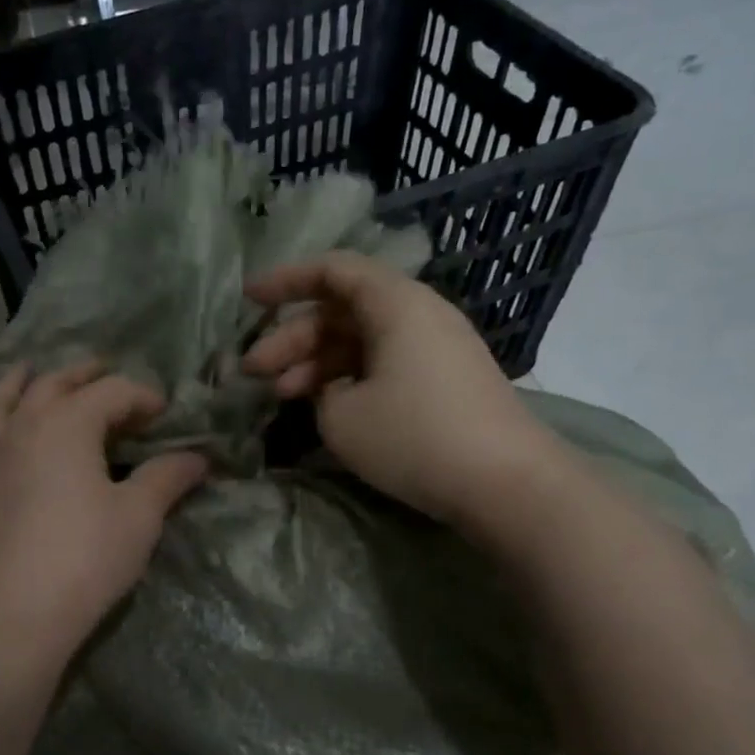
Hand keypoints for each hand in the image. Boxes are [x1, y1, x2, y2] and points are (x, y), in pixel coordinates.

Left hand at [0, 361, 208, 673]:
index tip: (165, 414)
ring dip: (8, 388)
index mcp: (67, 426)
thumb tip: (198, 458)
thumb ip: (167, 479)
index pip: (111, 393)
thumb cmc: (86, 556)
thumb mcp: (140, 515)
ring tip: (19, 373)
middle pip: (51, 389)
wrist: (15, 613)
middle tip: (99, 369)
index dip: (141, 396)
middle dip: (79, 375)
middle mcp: (21, 433)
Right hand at [243, 252, 561, 525]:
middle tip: (252, 372)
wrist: (507, 483)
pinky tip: (326, 408)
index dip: (285, 280)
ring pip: (362, 341)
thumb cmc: (415, 437)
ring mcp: (436, 348)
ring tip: (281, 396)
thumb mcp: (342, 417)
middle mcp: (419, 314)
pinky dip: (350, 379)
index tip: (248, 299)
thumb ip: (321, 391)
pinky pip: (385, 363)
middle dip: (292, 338)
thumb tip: (333, 388)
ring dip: (317, 364)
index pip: (332, 271)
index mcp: (395, 304)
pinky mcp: (445, 381)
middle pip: (342, 311)